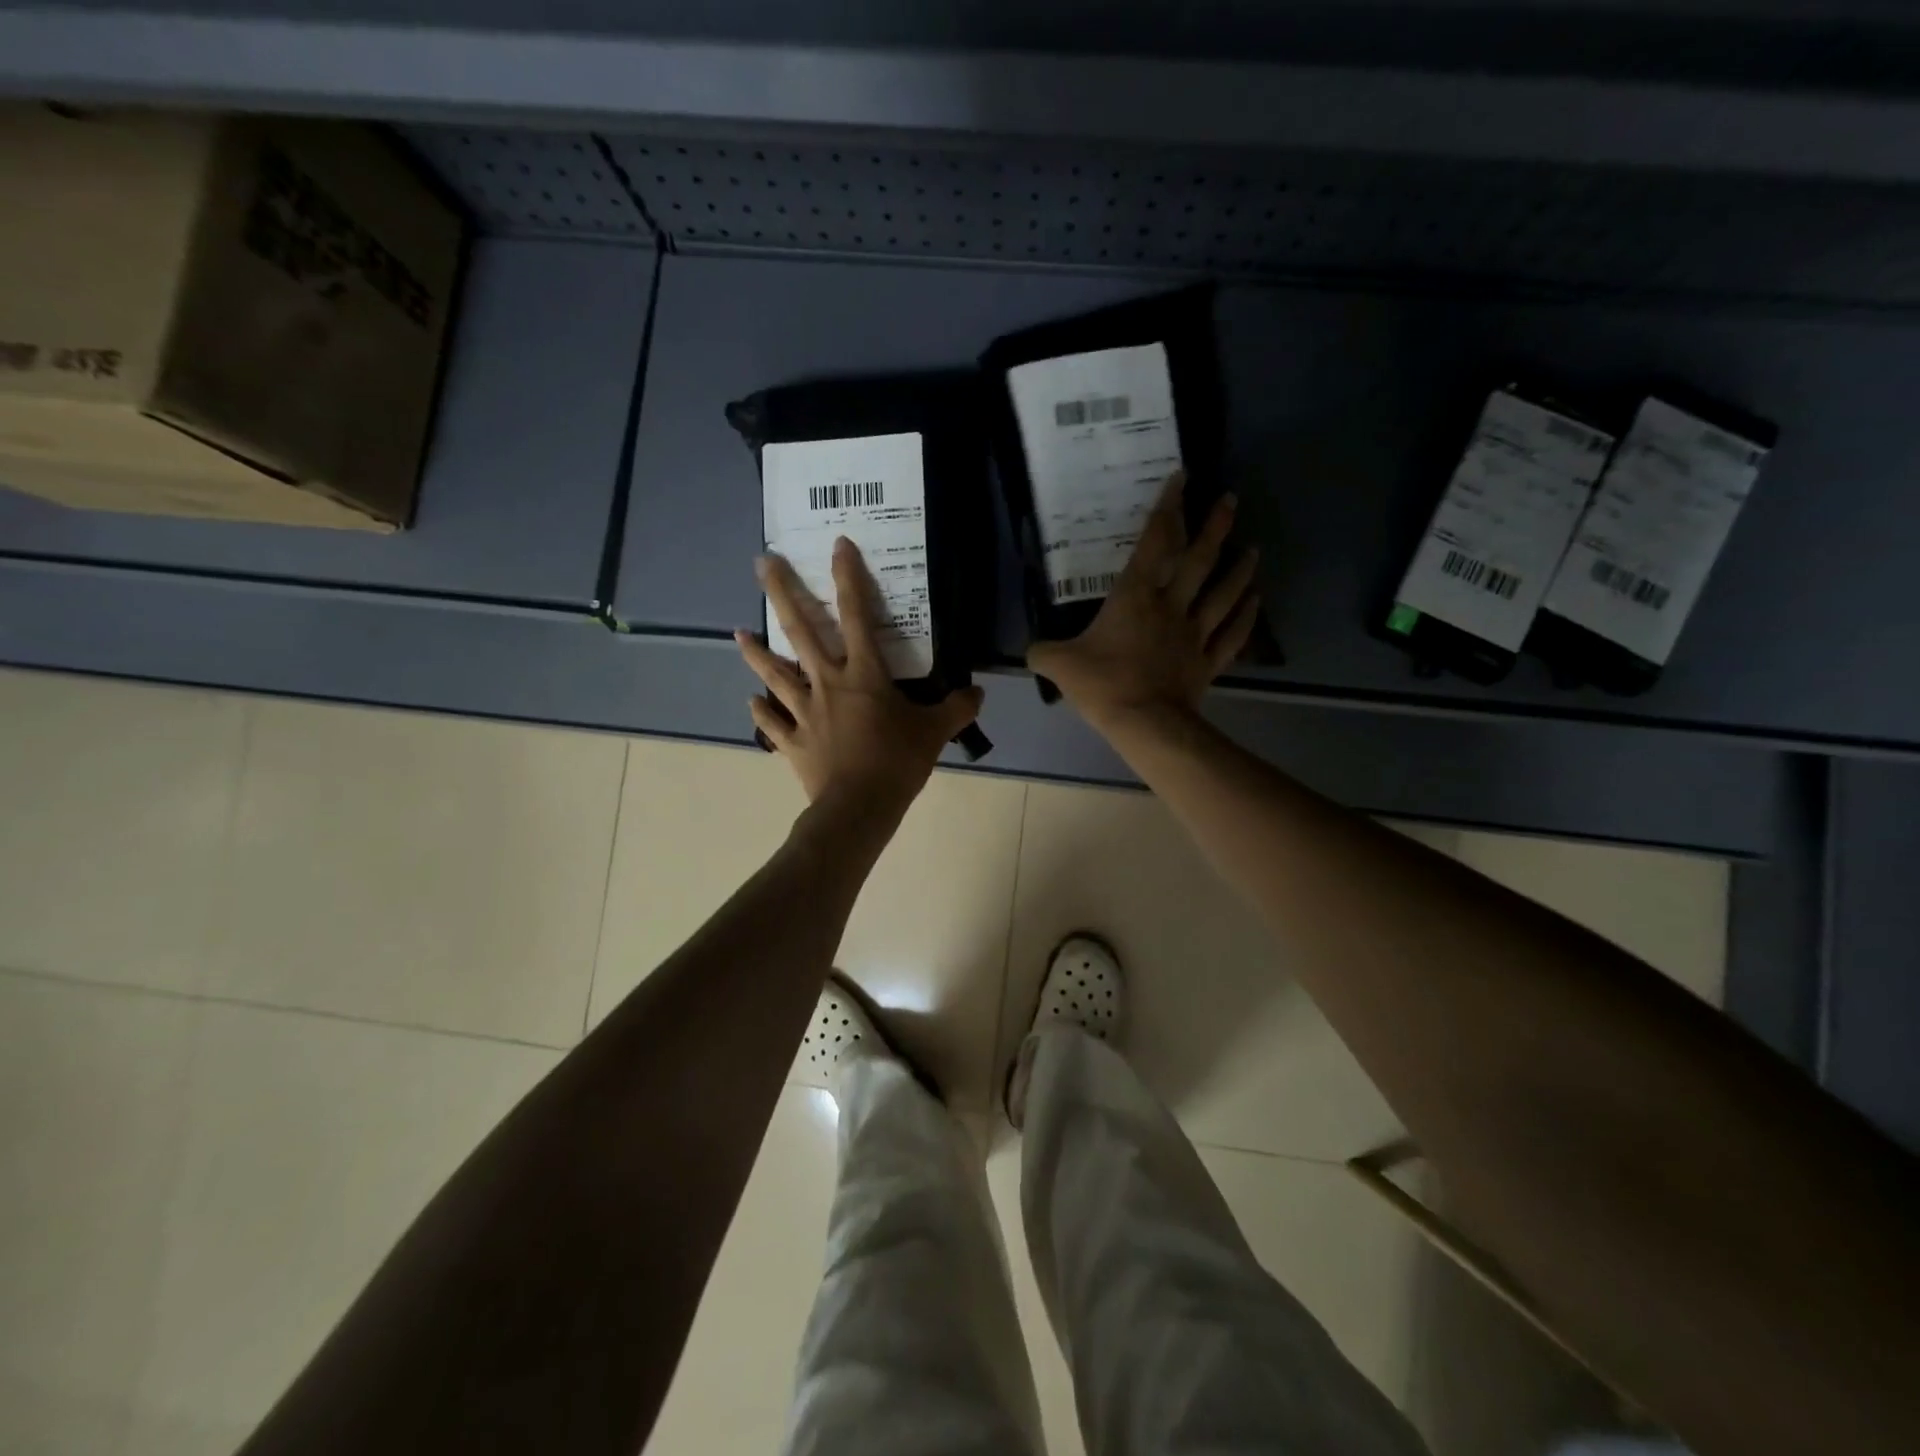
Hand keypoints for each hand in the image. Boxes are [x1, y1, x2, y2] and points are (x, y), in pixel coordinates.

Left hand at [737, 539, 984, 812]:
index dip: (848, 577)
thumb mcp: (936, 732)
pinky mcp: (793, 742)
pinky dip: (761, 713)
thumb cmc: (897, 763)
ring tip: (738, 632)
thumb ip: (957, 708)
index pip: (856, 615)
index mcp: (863, 675)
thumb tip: (977, 692)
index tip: (837, 545)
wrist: (858, 809)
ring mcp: (804, 712)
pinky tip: (750, 701)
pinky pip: (773, 724)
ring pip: (775, 674)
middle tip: (761, 562)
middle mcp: (827, 683)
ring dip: (756, 652)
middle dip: (781, 592)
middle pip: (800, 631)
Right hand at [1028, 471, 1259, 731]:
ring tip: (1253, 549)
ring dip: (1239, 569)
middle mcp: (1171, 607)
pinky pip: (1232, 635)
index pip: (1154, 543)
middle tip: (1231, 500)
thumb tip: (1031, 651)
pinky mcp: (1207, 662)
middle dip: (1215, 527)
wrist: (1145, 724)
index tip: (1182, 478)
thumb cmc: (1104, 685)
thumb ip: (1043, 653)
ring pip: (1223, 594)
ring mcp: (1194, 635)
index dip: (1167, 508)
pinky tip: (1255, 602)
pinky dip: (1246, 617)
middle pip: (1199, 561)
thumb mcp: (1059, 665)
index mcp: (1135, 598)